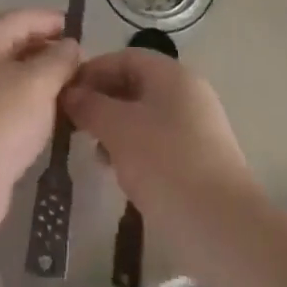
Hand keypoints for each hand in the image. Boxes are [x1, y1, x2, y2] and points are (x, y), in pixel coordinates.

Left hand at [0, 8, 80, 235]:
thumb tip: (70, 45)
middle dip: (50, 50)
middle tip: (82, 64)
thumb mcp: (40, 82)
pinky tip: (55, 114)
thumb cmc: (3, 119)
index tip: (82, 32)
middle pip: (17, 43)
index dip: (53, 21)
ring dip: (43, 77)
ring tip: (74, 88)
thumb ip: (60, 58)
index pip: (23, 17)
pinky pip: (10, 99)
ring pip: (14, 73)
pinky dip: (33, 100)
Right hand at [61, 48, 261, 267]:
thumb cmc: (165, 164)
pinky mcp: (201, 160)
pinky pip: (159, 142)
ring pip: (145, 116)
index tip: (63, 94)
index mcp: (172, 75)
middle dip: (101, 102)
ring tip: (94, 154)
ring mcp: (198, 128)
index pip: (123, 57)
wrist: (223, 228)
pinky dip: (135, 150)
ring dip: (115, 129)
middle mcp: (188, 93)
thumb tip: (70, 93)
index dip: (91, 71)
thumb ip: (90, 105)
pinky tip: (120, 174)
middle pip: (135, 85)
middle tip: (74, 125)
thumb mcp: (117, 129)